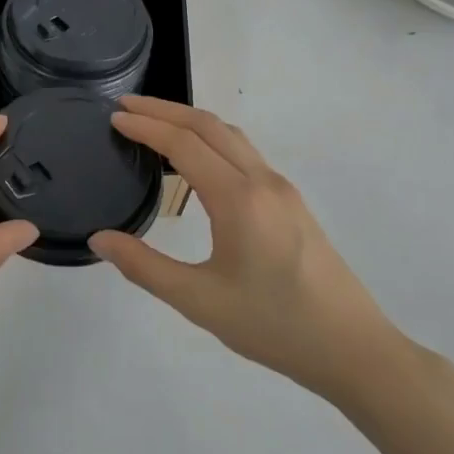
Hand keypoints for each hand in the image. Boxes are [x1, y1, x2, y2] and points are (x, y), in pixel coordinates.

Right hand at [88, 96, 400, 402]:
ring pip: (231, 136)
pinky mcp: (292, 203)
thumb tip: (100, 239)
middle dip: (165, 109)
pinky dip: (211, 139)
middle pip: (209, 126)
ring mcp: (282, 190)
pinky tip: (197, 159)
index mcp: (238, 198)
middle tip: (126, 105)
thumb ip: (144, 267)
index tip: (114, 117)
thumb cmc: (273, 325)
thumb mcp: (199, 300)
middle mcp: (263, 181)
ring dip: (190, 121)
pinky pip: (245, 153)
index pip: (183, 144)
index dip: (146, 126)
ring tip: (155, 123)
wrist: (353, 349)